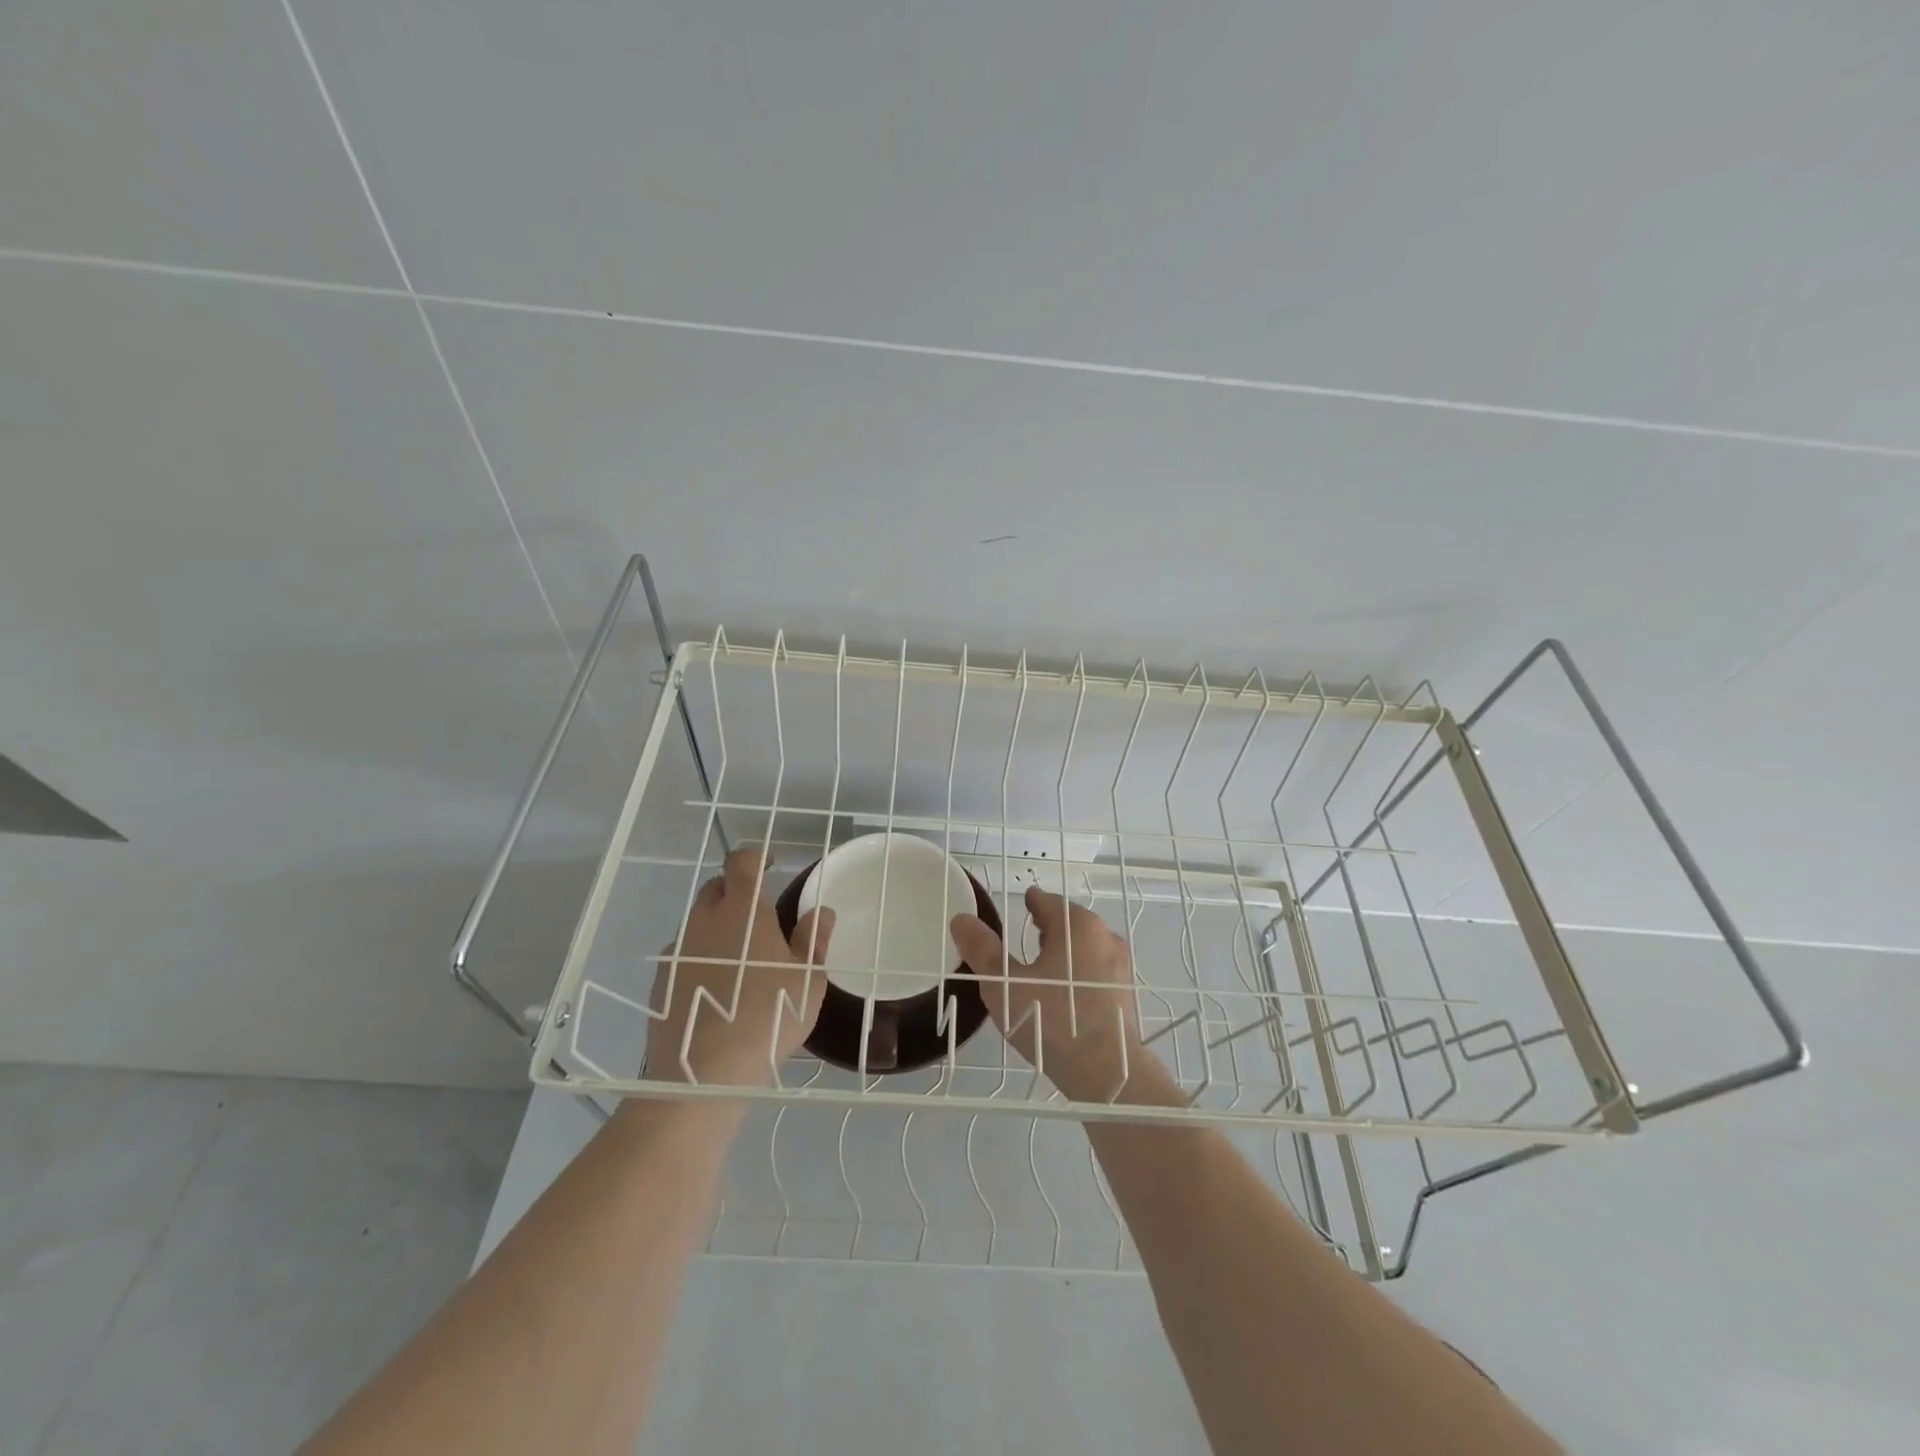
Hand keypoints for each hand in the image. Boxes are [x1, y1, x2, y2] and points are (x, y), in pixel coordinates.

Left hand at [647, 847, 833, 1086]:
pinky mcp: (662, 980)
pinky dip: (700, 958)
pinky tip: (716, 989)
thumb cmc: (768, 1016)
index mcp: (743, 910)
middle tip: (759, 916)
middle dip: (737, 891)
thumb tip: (821, 912)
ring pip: (699, 922)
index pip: (741, 862)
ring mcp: (678, 950)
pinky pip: (684, 954)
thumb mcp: (807, 980)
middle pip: (716, 888)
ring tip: (739, 959)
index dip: (756, 856)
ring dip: (718, 927)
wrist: (704, 1073)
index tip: (770, 863)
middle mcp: (705, 920)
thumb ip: (813, 940)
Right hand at [950, 886, 1148, 1101]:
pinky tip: (1065, 992)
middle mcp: (1105, 937)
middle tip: (1028, 932)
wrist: (1108, 1073)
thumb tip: (961, 919)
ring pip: (1087, 946)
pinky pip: (1097, 970)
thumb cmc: (1052, 1020)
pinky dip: (1079, 971)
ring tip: (1044, 962)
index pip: (1048, 902)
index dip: (1031, 902)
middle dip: (1050, 925)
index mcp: (1077, 926)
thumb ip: (983, 950)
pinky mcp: (1125, 993)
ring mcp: (1120, 966)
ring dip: (1065, 949)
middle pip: (1071, 922)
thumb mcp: (1005, 985)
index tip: (1020, 905)